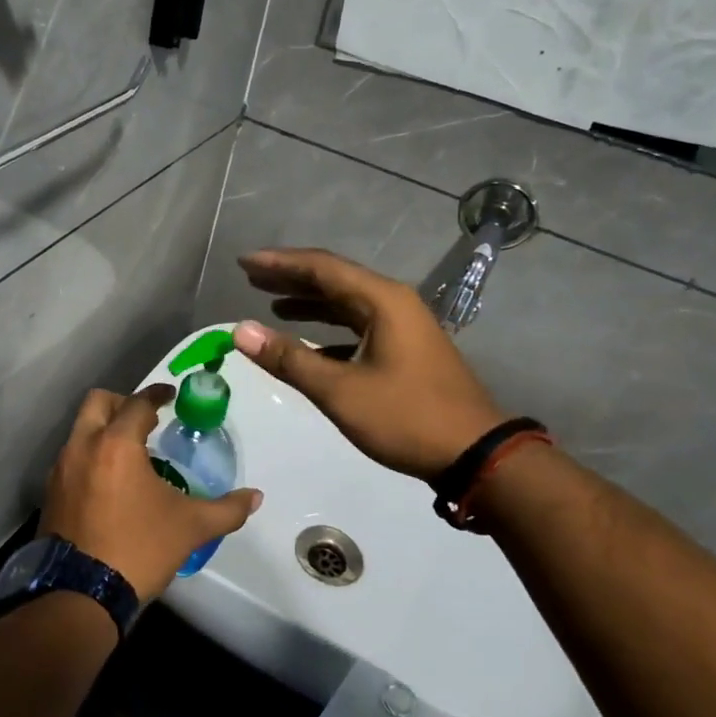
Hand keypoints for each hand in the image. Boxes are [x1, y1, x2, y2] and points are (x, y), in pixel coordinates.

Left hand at [41, 385, 262, 599]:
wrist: (81, 595)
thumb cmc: (139, 549)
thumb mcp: (190, 528)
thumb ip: (227, 509)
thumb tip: (256, 497)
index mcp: (116, 444)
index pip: (138, 403)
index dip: (157, 394)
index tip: (171, 396)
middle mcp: (82, 447)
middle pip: (98, 403)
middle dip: (123, 403)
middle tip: (147, 420)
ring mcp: (61, 470)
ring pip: (81, 431)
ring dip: (104, 430)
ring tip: (131, 454)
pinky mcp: (51, 493)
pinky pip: (72, 458)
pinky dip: (91, 456)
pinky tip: (110, 483)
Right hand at [233, 248, 507, 481]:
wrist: (474, 454)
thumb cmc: (406, 417)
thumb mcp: (340, 390)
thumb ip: (290, 359)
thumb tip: (241, 331)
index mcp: (381, 301)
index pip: (321, 268)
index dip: (279, 263)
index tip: (243, 262)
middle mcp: (393, 303)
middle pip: (334, 280)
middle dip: (291, 279)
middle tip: (251, 278)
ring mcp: (403, 326)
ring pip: (347, 304)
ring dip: (310, 303)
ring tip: (272, 305)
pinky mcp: (406, 349)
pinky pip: (358, 327)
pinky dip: (329, 330)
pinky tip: (309, 343)